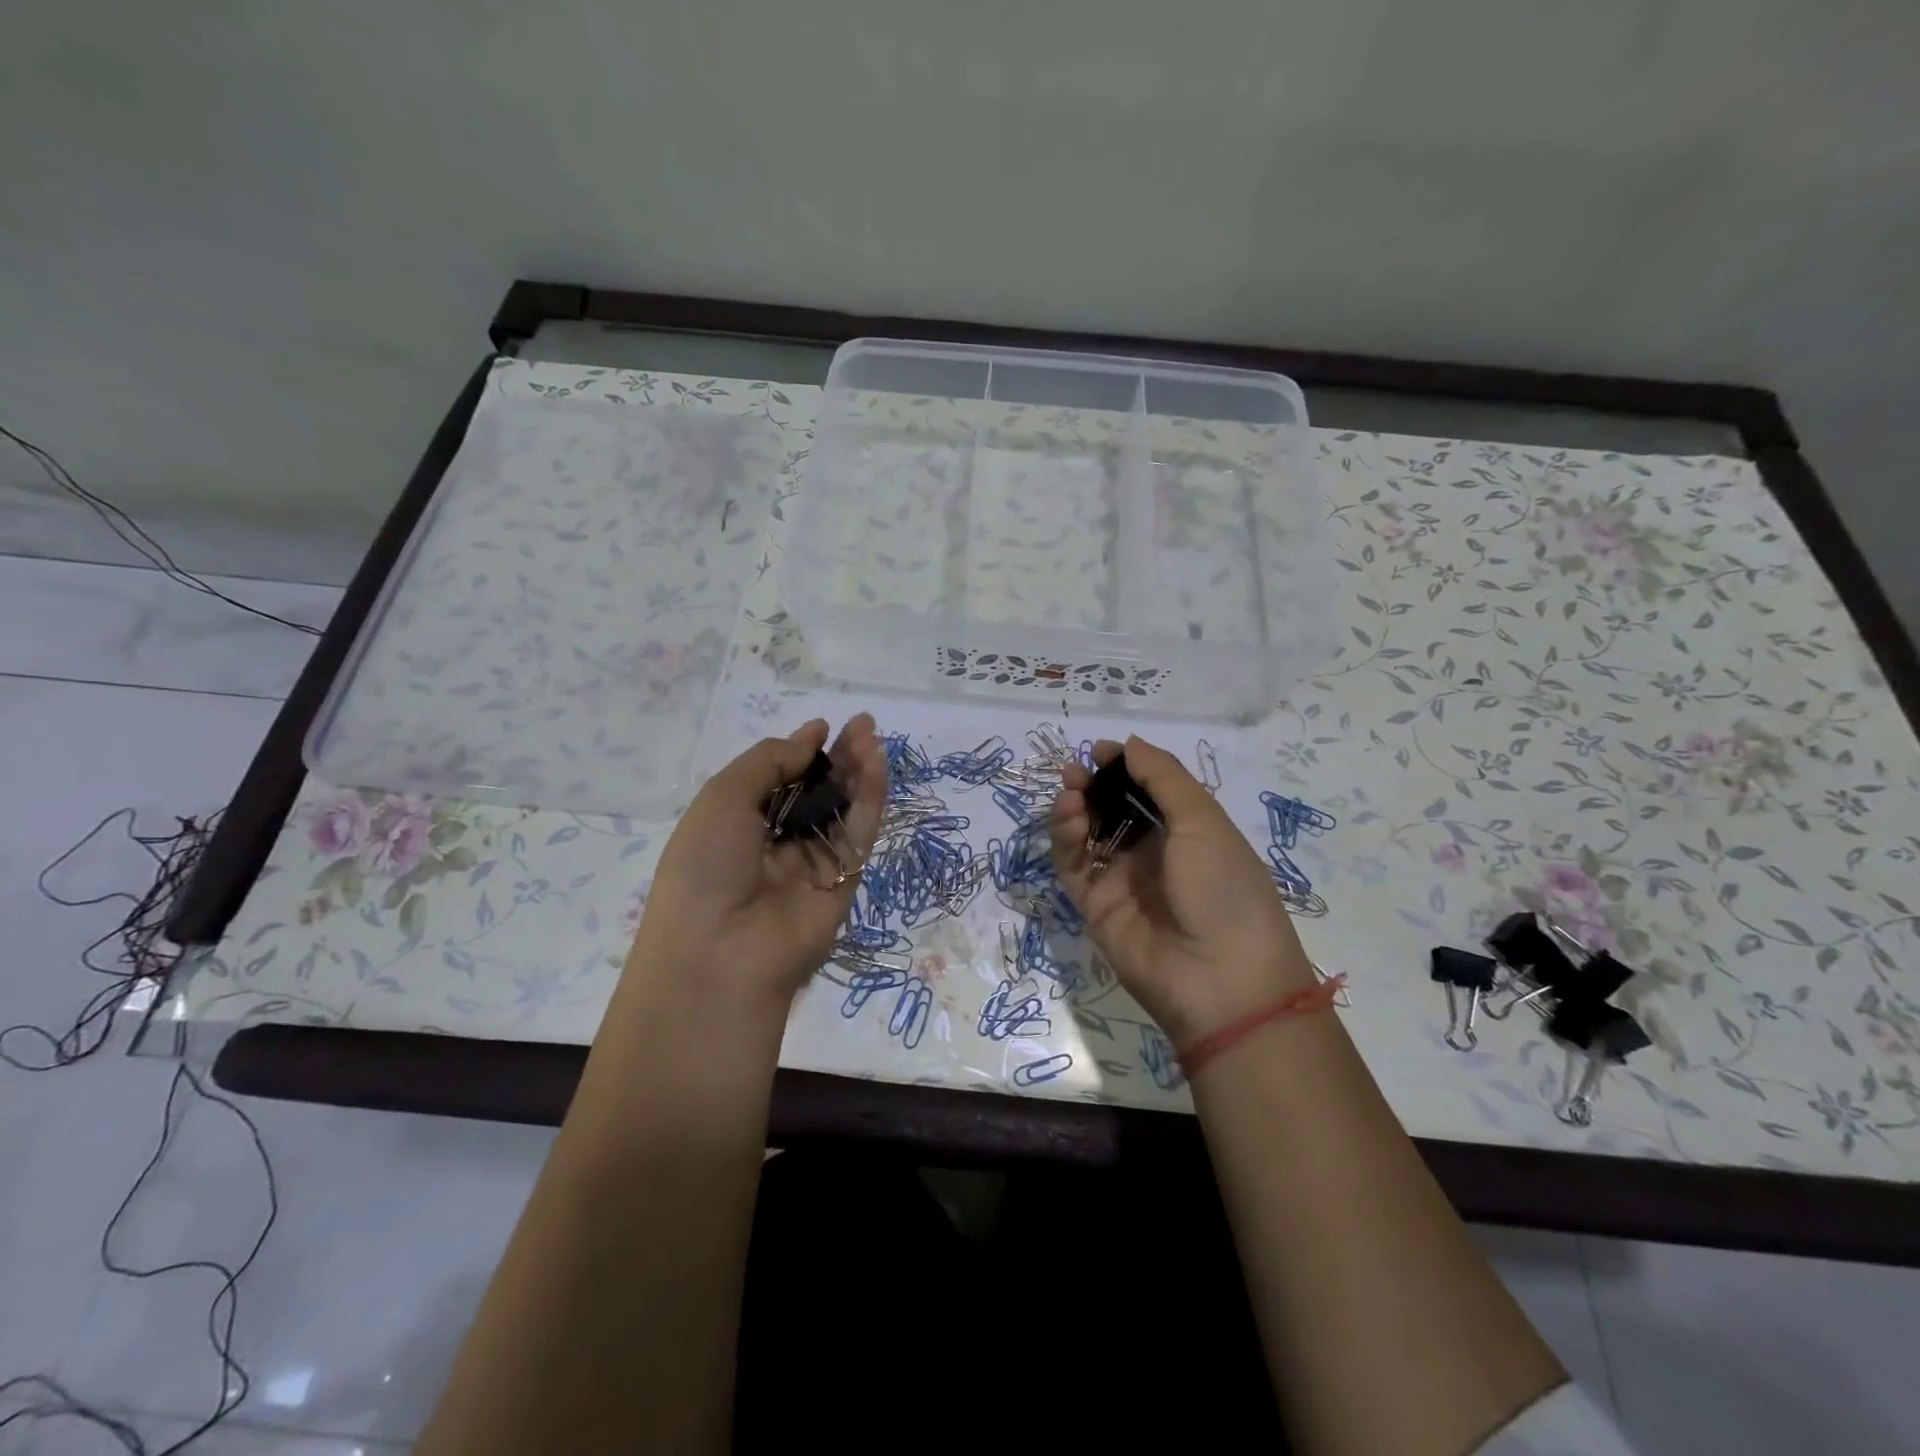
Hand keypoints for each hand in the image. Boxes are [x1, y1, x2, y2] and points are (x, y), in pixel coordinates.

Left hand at [626, 715, 886, 1009]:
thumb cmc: (706, 867)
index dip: (799, 753)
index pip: (777, 781)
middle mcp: (777, 842)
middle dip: (837, 757)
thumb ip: (769, 761)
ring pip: (843, 808)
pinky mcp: (846, 879)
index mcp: (738, 825)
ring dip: (858, 771)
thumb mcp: (723, 798)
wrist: (722, 953)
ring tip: (871, 735)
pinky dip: (871, 797)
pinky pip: (860, 832)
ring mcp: (814, 862)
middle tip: (862, 725)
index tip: (822, 728)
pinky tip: (877, 764)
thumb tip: (809, 738)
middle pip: (816, 791)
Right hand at [1049, 735, 1316, 1047]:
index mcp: (1187, 831)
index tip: (1099, 750)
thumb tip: (1129, 743)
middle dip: (1092, 786)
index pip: (1146, 791)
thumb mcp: (1203, 822)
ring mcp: (1121, 880)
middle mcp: (1152, 853)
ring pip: (1087, 834)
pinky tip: (1069, 819)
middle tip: (1074, 772)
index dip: (1123, 768)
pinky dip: (1065, 839)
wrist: (1220, 979)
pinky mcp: (1095, 905)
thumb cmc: (1223, 888)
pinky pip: (1073, 865)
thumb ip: (1163, 778)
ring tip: (1070, 794)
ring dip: (1075, 809)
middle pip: (1111, 810)